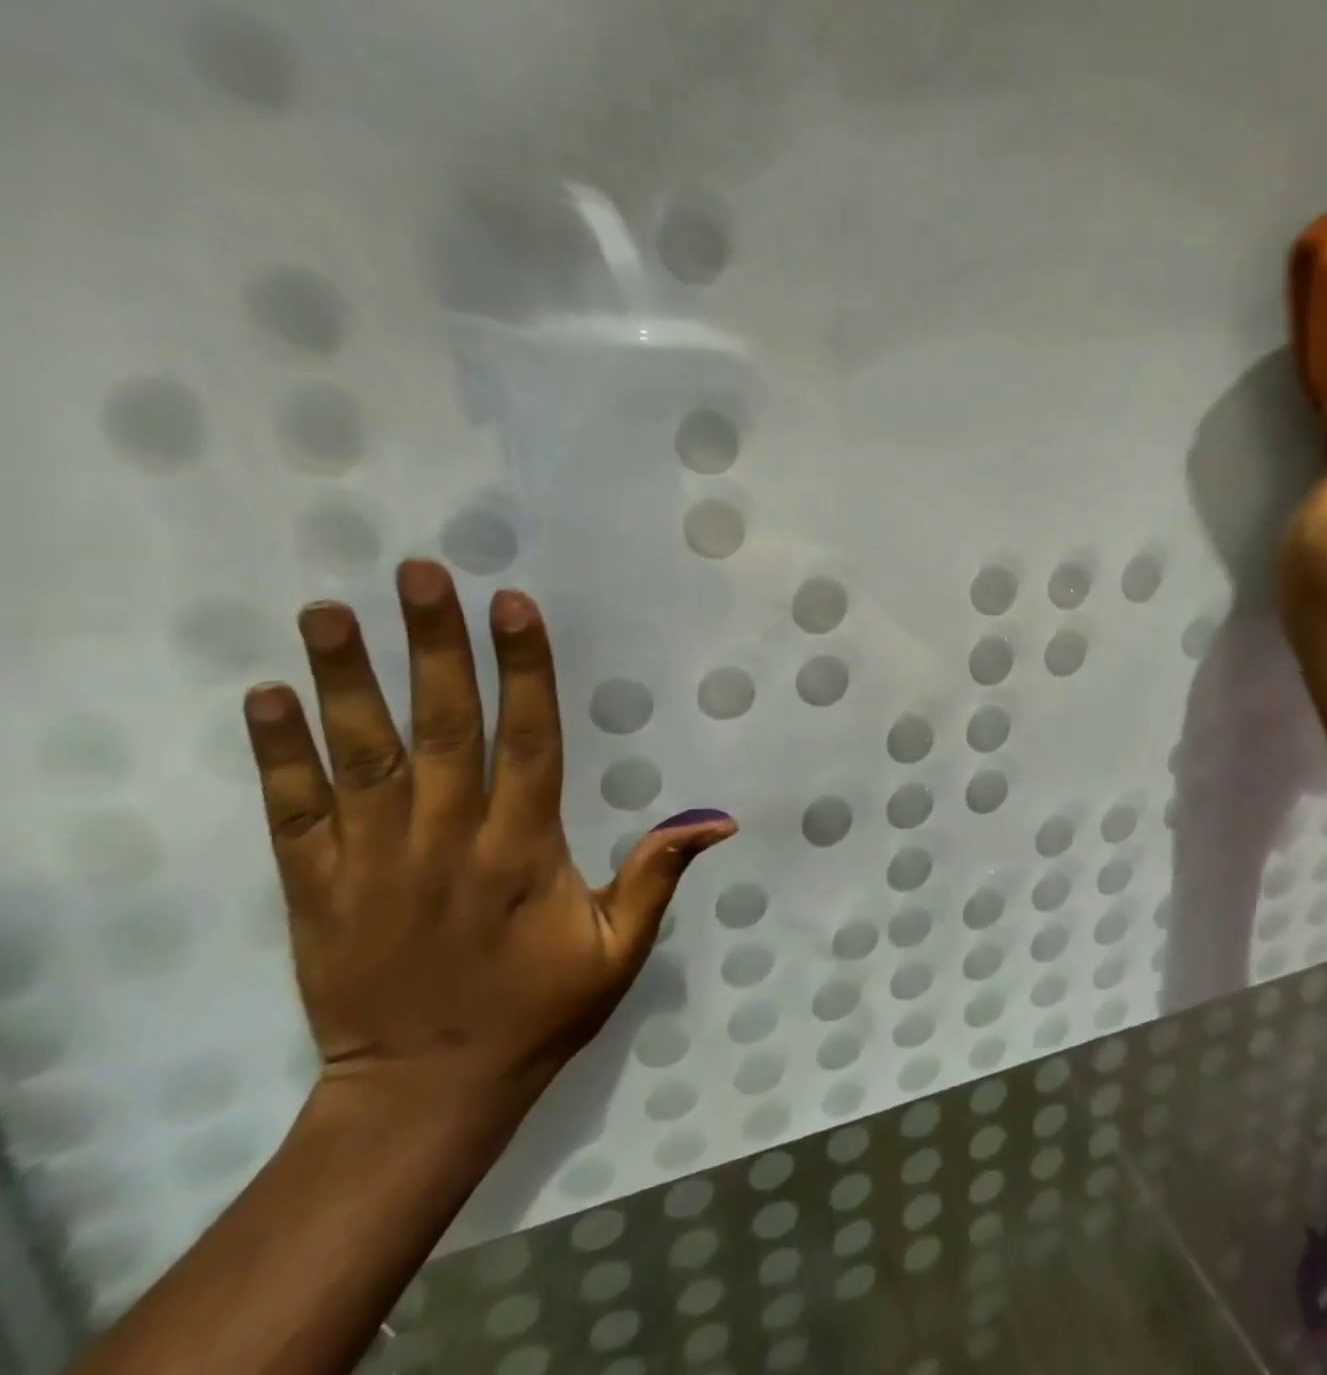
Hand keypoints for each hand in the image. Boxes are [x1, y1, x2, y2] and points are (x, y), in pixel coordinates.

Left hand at [243, 560, 734, 1120]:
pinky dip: (277, 754)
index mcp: (522, 851)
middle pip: (441, 727)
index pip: (526, 740)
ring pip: (360, 756)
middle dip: (432, 645)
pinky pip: (292, 812)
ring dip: (346, 679)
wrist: (424, 1093)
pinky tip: (265, 696)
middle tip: (418, 574)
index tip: (512, 605)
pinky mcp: (316, 889)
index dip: (522, 669)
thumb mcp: (618, 949)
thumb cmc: (537, 1011)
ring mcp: (373, 862)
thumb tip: (719, 818)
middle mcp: (447, 841)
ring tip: (330, 611)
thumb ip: (658, 875)